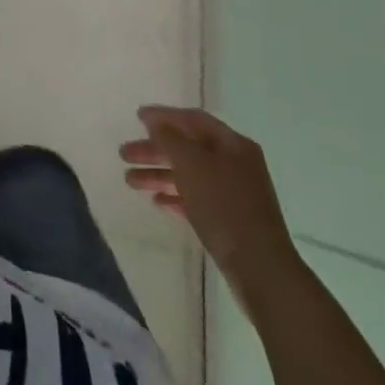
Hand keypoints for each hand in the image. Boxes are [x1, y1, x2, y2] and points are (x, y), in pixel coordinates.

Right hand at [121, 106, 304, 306]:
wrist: (260, 268)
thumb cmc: (224, 206)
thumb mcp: (192, 164)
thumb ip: (169, 138)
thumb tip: (154, 120)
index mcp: (233, 144)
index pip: (193, 119)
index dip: (164, 116)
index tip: (136, 117)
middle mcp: (235, 164)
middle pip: (188, 148)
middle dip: (155, 150)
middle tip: (124, 154)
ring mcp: (234, 194)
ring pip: (190, 175)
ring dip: (159, 175)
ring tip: (130, 181)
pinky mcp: (230, 220)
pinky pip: (197, 199)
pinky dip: (176, 197)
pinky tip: (158, 202)